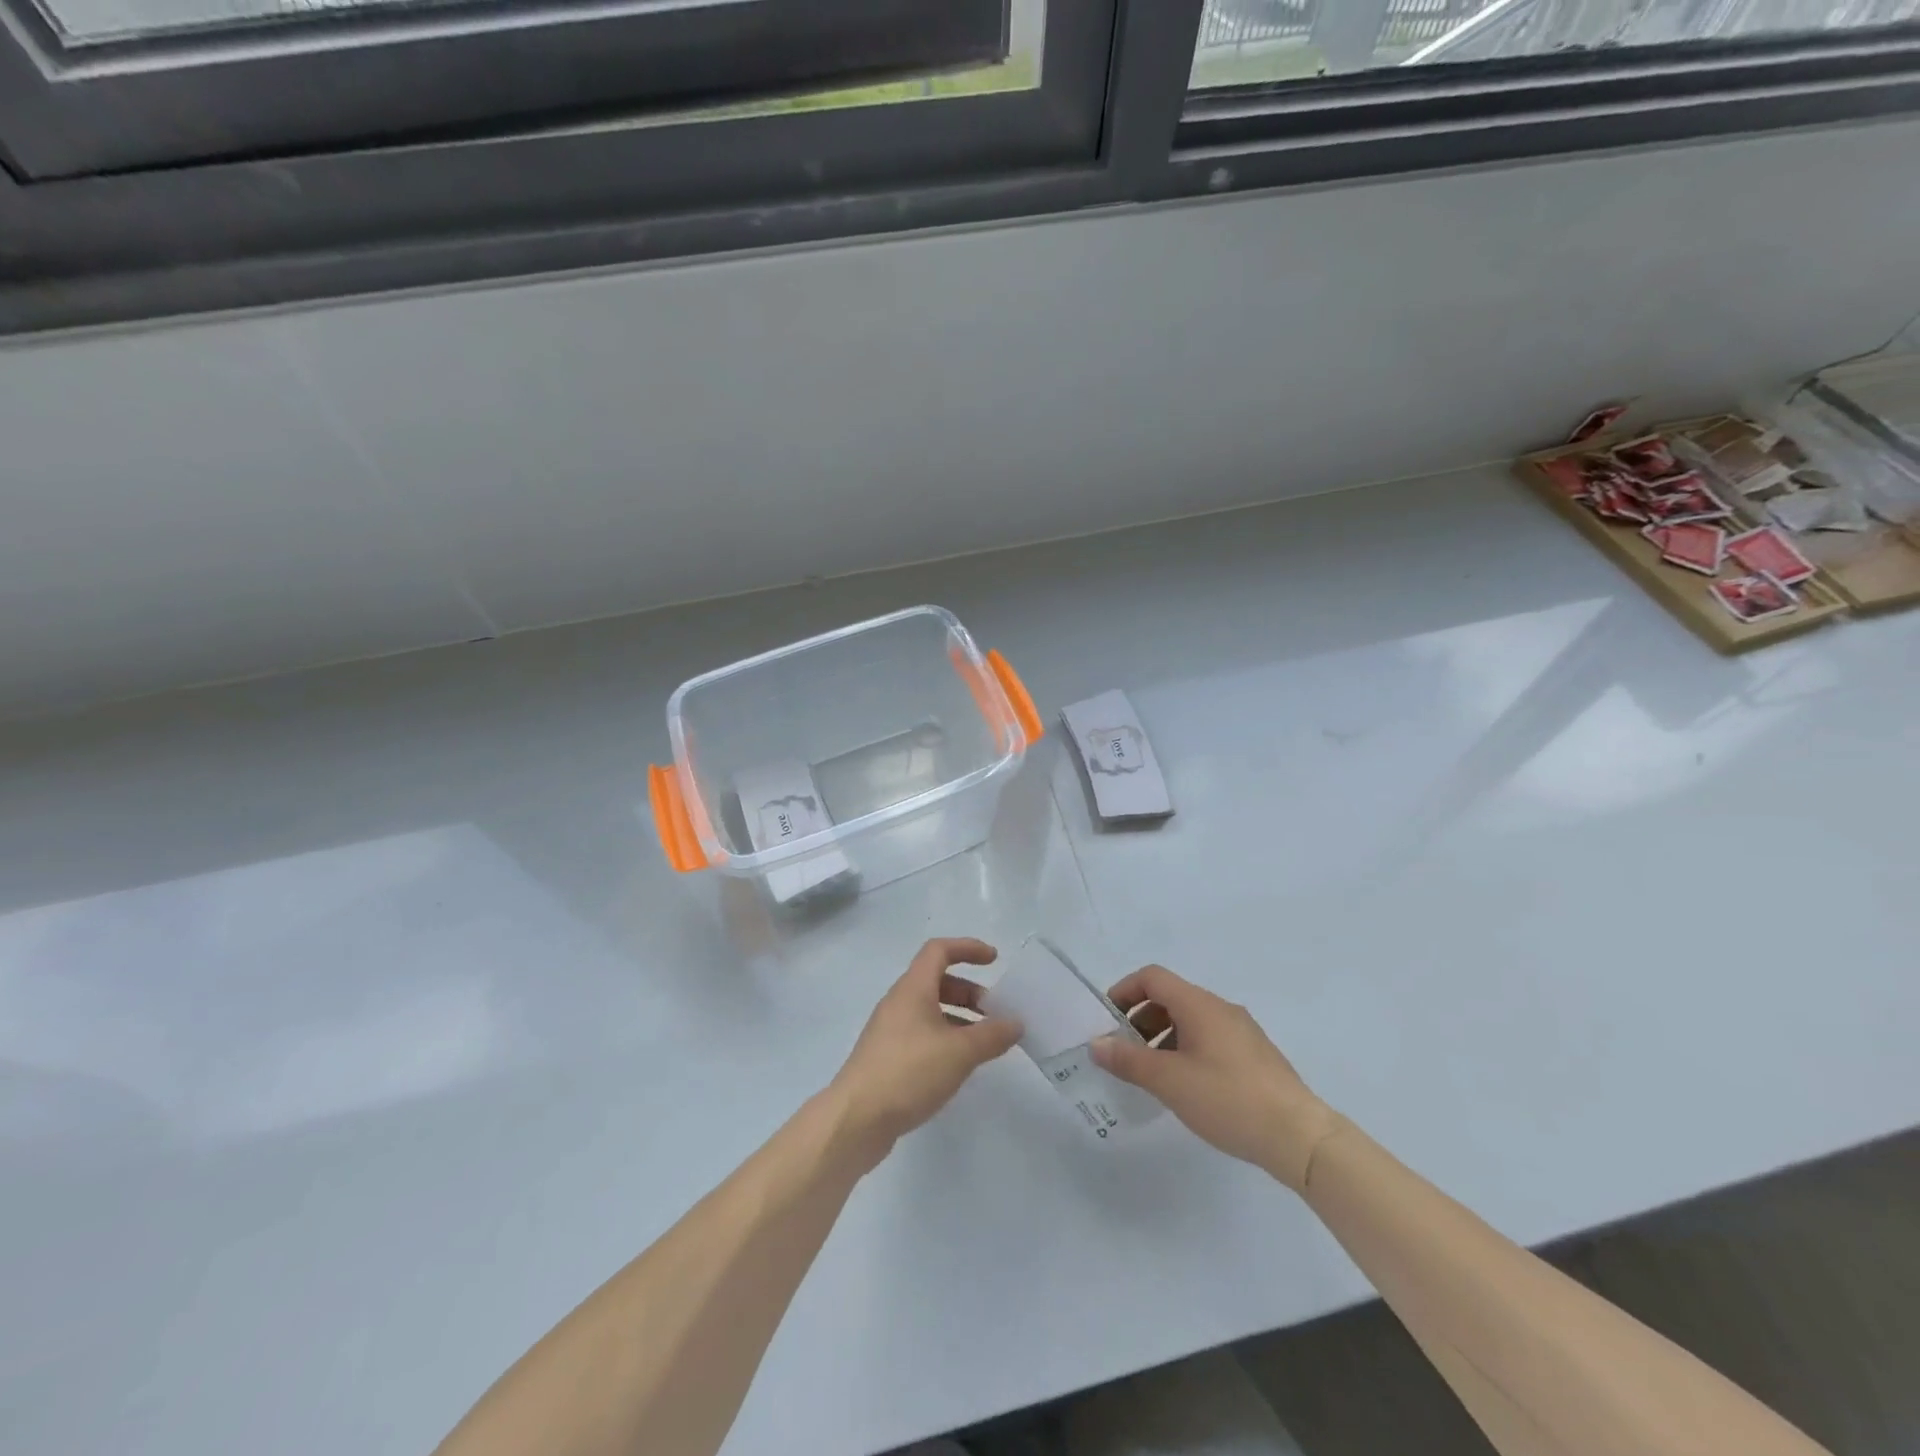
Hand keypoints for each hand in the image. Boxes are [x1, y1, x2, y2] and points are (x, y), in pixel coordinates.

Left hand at [828, 938, 1022, 1169]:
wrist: (855, 1119)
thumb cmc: (908, 1072)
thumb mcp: (959, 1052)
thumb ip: (991, 1035)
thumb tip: (1015, 1022)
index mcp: (912, 989)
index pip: (939, 950)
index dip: (968, 948)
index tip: (994, 960)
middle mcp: (899, 1002)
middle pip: (937, 981)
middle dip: (969, 991)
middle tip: (994, 1013)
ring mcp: (889, 1030)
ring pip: (930, 1010)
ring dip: (959, 1018)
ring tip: (984, 1044)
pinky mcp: (886, 1057)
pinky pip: (922, 1034)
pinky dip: (945, 1039)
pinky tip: (958, 1066)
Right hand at [1090, 964, 1338, 1191]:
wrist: (1300, 1137)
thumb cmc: (1228, 1099)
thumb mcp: (1169, 1081)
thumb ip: (1128, 1060)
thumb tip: (1097, 1044)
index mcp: (1199, 1004)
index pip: (1152, 977)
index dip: (1124, 991)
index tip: (1107, 1020)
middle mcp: (1221, 1008)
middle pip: (1170, 998)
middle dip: (1141, 1019)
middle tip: (1124, 1052)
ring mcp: (1242, 1032)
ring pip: (1191, 1021)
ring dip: (1163, 1038)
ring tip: (1151, 1075)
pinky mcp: (1255, 1056)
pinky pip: (1209, 1039)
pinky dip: (1186, 1050)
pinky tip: (1186, 1087)